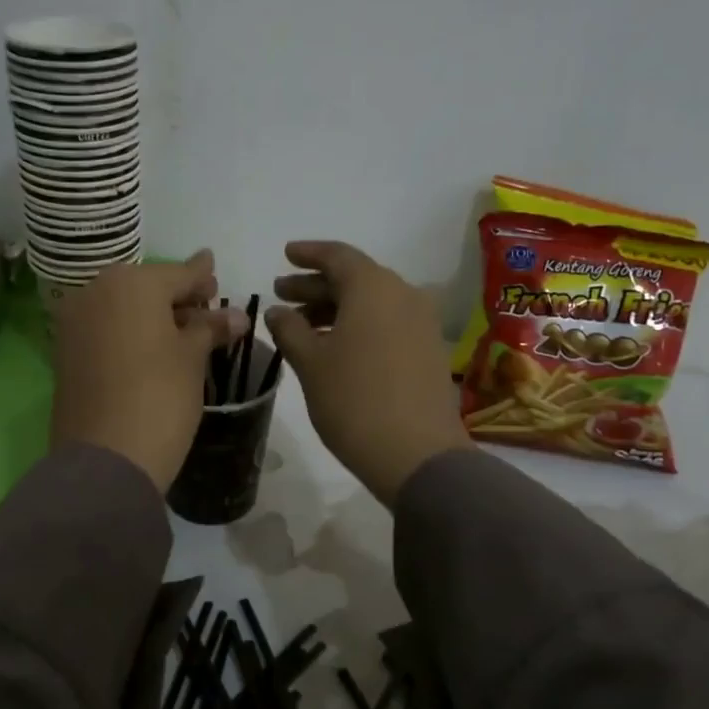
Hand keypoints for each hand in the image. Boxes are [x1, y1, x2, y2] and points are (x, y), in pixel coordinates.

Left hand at [50, 251, 246, 491]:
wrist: (105, 459)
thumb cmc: (160, 397)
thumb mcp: (192, 358)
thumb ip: (210, 328)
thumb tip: (237, 316)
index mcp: (131, 283)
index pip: (178, 273)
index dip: (202, 276)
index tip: (215, 268)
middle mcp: (96, 291)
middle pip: (147, 287)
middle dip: (177, 296)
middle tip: (206, 308)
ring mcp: (75, 321)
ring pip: (123, 307)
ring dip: (153, 315)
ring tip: (184, 332)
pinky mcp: (65, 351)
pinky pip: (106, 328)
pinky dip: (129, 331)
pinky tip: (152, 348)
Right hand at [265, 241, 472, 504]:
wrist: (417, 454)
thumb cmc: (354, 401)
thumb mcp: (310, 363)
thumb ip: (290, 329)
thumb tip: (278, 310)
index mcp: (373, 287)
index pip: (337, 255)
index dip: (307, 254)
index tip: (285, 255)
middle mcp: (403, 294)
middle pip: (355, 278)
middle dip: (316, 284)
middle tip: (282, 292)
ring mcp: (422, 322)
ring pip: (372, 302)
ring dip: (336, 306)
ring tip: (302, 324)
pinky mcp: (430, 349)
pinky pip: (388, 321)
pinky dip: (359, 324)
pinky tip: (335, 344)